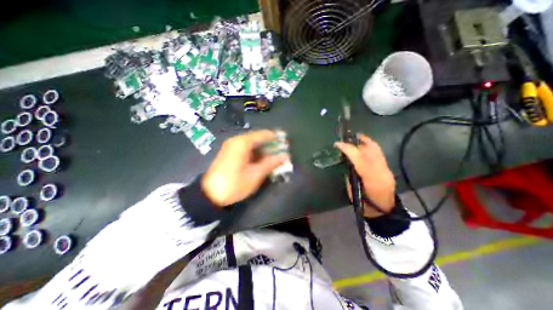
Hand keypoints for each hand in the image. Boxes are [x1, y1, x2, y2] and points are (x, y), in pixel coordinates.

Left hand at [203, 129, 288, 206]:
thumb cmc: (234, 184)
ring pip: (253, 145)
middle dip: (271, 146)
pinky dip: (257, 154)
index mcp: (242, 143)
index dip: (276, 138)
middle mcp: (237, 141)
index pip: (264, 134)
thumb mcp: (255, 175)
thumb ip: (271, 163)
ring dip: (265, 151)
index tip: (287, 142)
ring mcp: (232, 147)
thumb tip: (285, 156)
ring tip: (275, 158)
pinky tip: (264, 161)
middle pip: (258, 139)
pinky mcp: (231, 154)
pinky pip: (247, 150)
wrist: (209, 195)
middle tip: (283, 153)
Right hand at [334, 135, 394, 219]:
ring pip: (376, 149)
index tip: (338, 144)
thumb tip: (347, 161)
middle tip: (345, 140)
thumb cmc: (364, 204)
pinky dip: (370, 146)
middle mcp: (382, 171)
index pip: (359, 159)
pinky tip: (363, 144)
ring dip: (364, 141)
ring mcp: (387, 169)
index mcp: (371, 179)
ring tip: (354, 137)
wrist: (384, 211)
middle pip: (369, 150)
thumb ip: (350, 174)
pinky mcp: (388, 168)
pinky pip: (378, 153)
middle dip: (355, 143)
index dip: (348, 149)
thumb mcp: (352, 190)